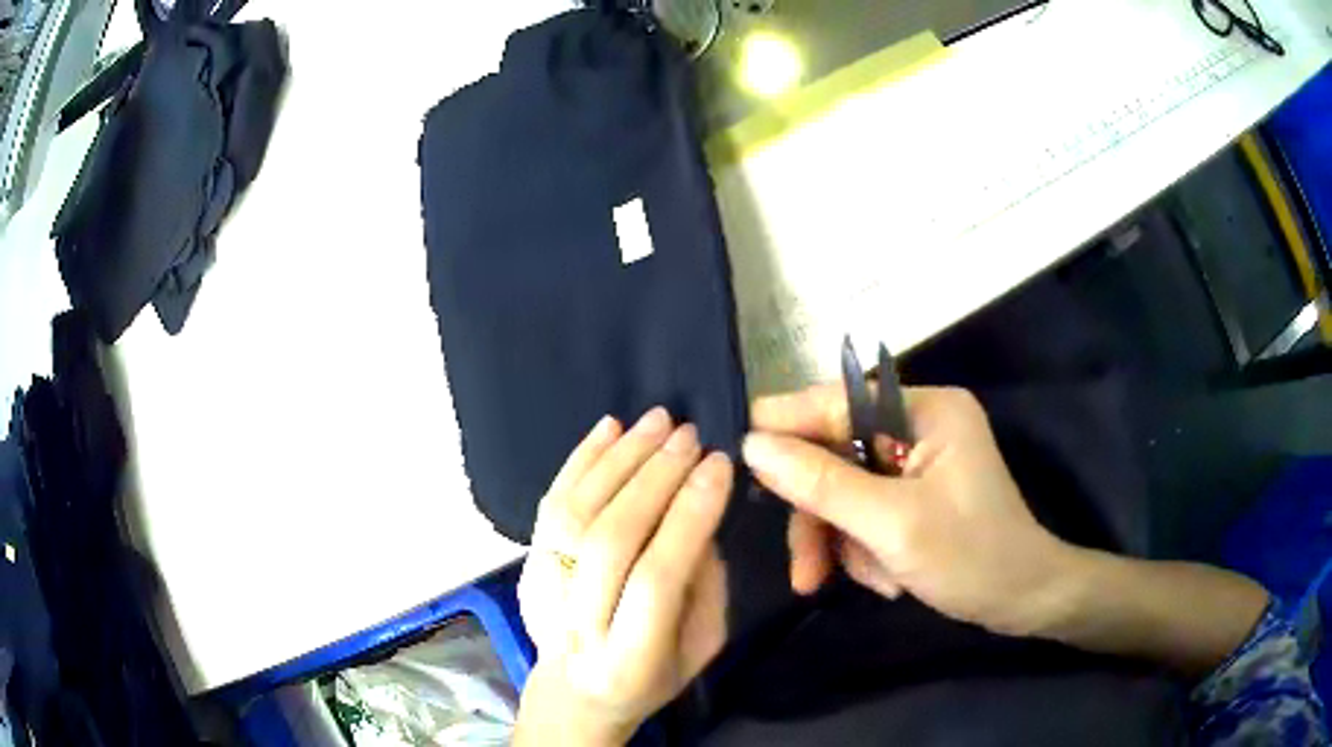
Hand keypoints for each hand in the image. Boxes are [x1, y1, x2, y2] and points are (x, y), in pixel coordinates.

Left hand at [515, 408, 731, 745]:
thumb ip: (706, 584)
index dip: (688, 516)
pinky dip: (580, 460)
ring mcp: (542, 593)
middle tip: (689, 435)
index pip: (657, 577)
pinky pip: (549, 505)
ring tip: (657, 421)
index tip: (718, 465)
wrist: (574, 692)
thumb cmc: (651, 676)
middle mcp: (578, 626)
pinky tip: (610, 428)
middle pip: (611, 539)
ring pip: (576, 514)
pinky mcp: (525, 566)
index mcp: (631, 660)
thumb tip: (698, 510)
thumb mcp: (702, 646)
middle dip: (655, 478)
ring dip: (619, 459)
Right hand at [743, 385, 1074, 637]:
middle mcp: (919, 425)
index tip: (736, 454)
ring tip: (861, 583)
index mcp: (926, 410)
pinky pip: (864, 511)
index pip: (838, 403)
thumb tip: (752, 445)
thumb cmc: (971, 557)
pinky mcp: (916, 494)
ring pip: (845, 491)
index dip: (786, 426)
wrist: (1023, 601)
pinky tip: (884, 579)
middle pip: (836, 455)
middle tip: (805, 571)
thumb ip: (822, 484)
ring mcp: (918, 461)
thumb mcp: (892, 525)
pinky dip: (864, 549)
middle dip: (822, 517)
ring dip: (843, 542)